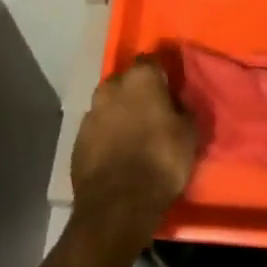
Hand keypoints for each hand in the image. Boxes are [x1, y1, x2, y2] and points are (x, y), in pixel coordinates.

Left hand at [71, 57, 196, 237]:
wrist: (117, 205)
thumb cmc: (161, 161)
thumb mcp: (189, 134)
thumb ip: (182, 110)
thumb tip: (177, 104)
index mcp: (140, 78)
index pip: (152, 61)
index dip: (162, 74)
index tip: (170, 87)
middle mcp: (111, 87)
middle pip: (127, 81)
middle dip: (137, 92)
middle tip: (152, 111)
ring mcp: (90, 112)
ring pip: (109, 104)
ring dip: (120, 113)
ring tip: (134, 134)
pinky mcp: (77, 139)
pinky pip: (97, 128)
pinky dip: (107, 135)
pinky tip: (117, 152)